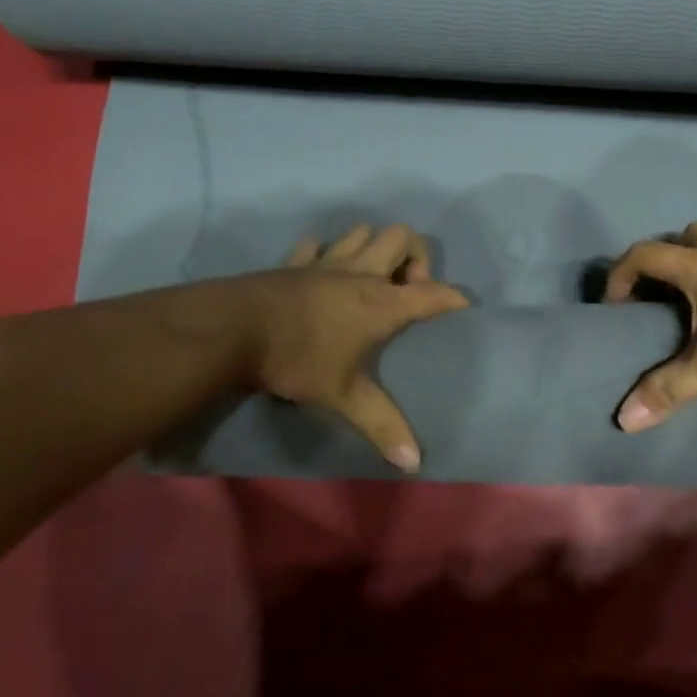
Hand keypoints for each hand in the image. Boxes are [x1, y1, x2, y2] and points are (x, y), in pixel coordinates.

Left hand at [237, 224, 467, 471]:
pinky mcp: (296, 262)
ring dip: (374, 247)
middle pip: (403, 238)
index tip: (462, 304)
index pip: (432, 293)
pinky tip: (323, 271)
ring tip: (371, 277)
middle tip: (406, 290)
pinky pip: (317, 245)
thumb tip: (415, 463)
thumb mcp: (343, 396)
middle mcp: (361, 274)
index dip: (452, 297)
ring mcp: (326, 263)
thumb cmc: (299, 359)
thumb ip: (381, 425)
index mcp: (382, 303)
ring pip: (362, 232)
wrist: (234, 329)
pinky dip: (326, 253)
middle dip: (416, 256)